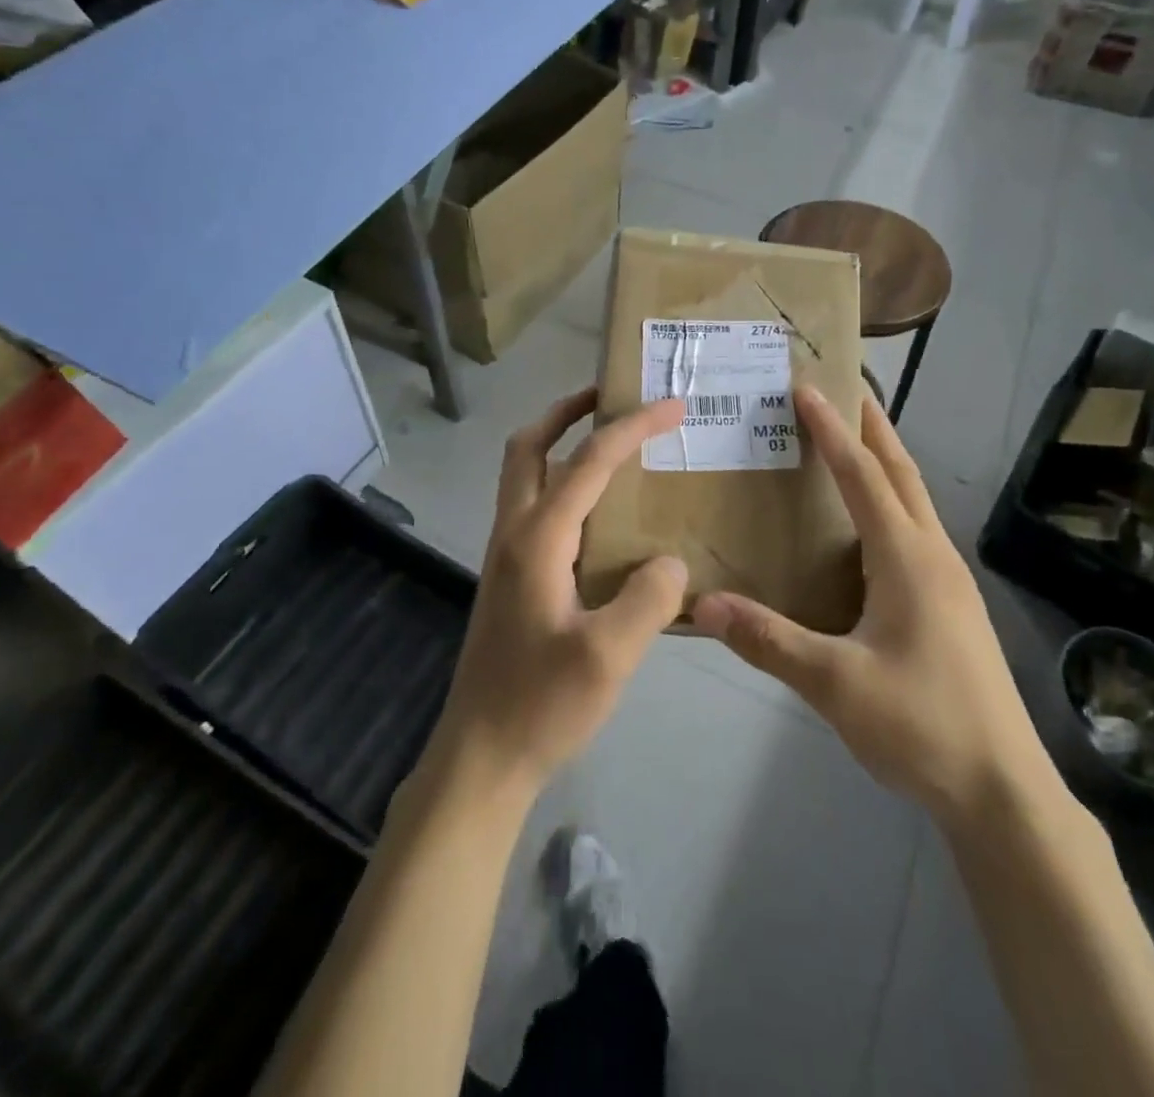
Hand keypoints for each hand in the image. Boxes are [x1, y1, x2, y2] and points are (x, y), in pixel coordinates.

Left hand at [428, 388, 688, 801]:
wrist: (481, 756)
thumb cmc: (541, 705)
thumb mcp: (609, 656)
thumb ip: (649, 598)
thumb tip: (669, 562)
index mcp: (537, 539)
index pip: (588, 461)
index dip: (631, 427)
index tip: (672, 405)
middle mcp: (514, 533)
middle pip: (528, 447)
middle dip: (567, 412)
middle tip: (611, 398)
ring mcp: (506, 556)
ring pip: (524, 475)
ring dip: (560, 444)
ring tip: (611, 445)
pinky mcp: (510, 578)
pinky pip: (534, 508)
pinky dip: (562, 484)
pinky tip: (600, 515)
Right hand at [690, 389, 1053, 823]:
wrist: (1003, 791)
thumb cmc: (922, 726)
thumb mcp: (835, 686)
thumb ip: (768, 641)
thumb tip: (702, 604)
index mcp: (907, 559)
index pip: (863, 476)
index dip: (832, 430)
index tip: (806, 388)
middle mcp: (933, 556)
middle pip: (901, 473)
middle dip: (871, 427)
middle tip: (841, 390)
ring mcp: (950, 581)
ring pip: (914, 501)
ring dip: (884, 463)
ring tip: (850, 443)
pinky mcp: (952, 605)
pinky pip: (915, 532)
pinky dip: (889, 503)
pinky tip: (868, 528)